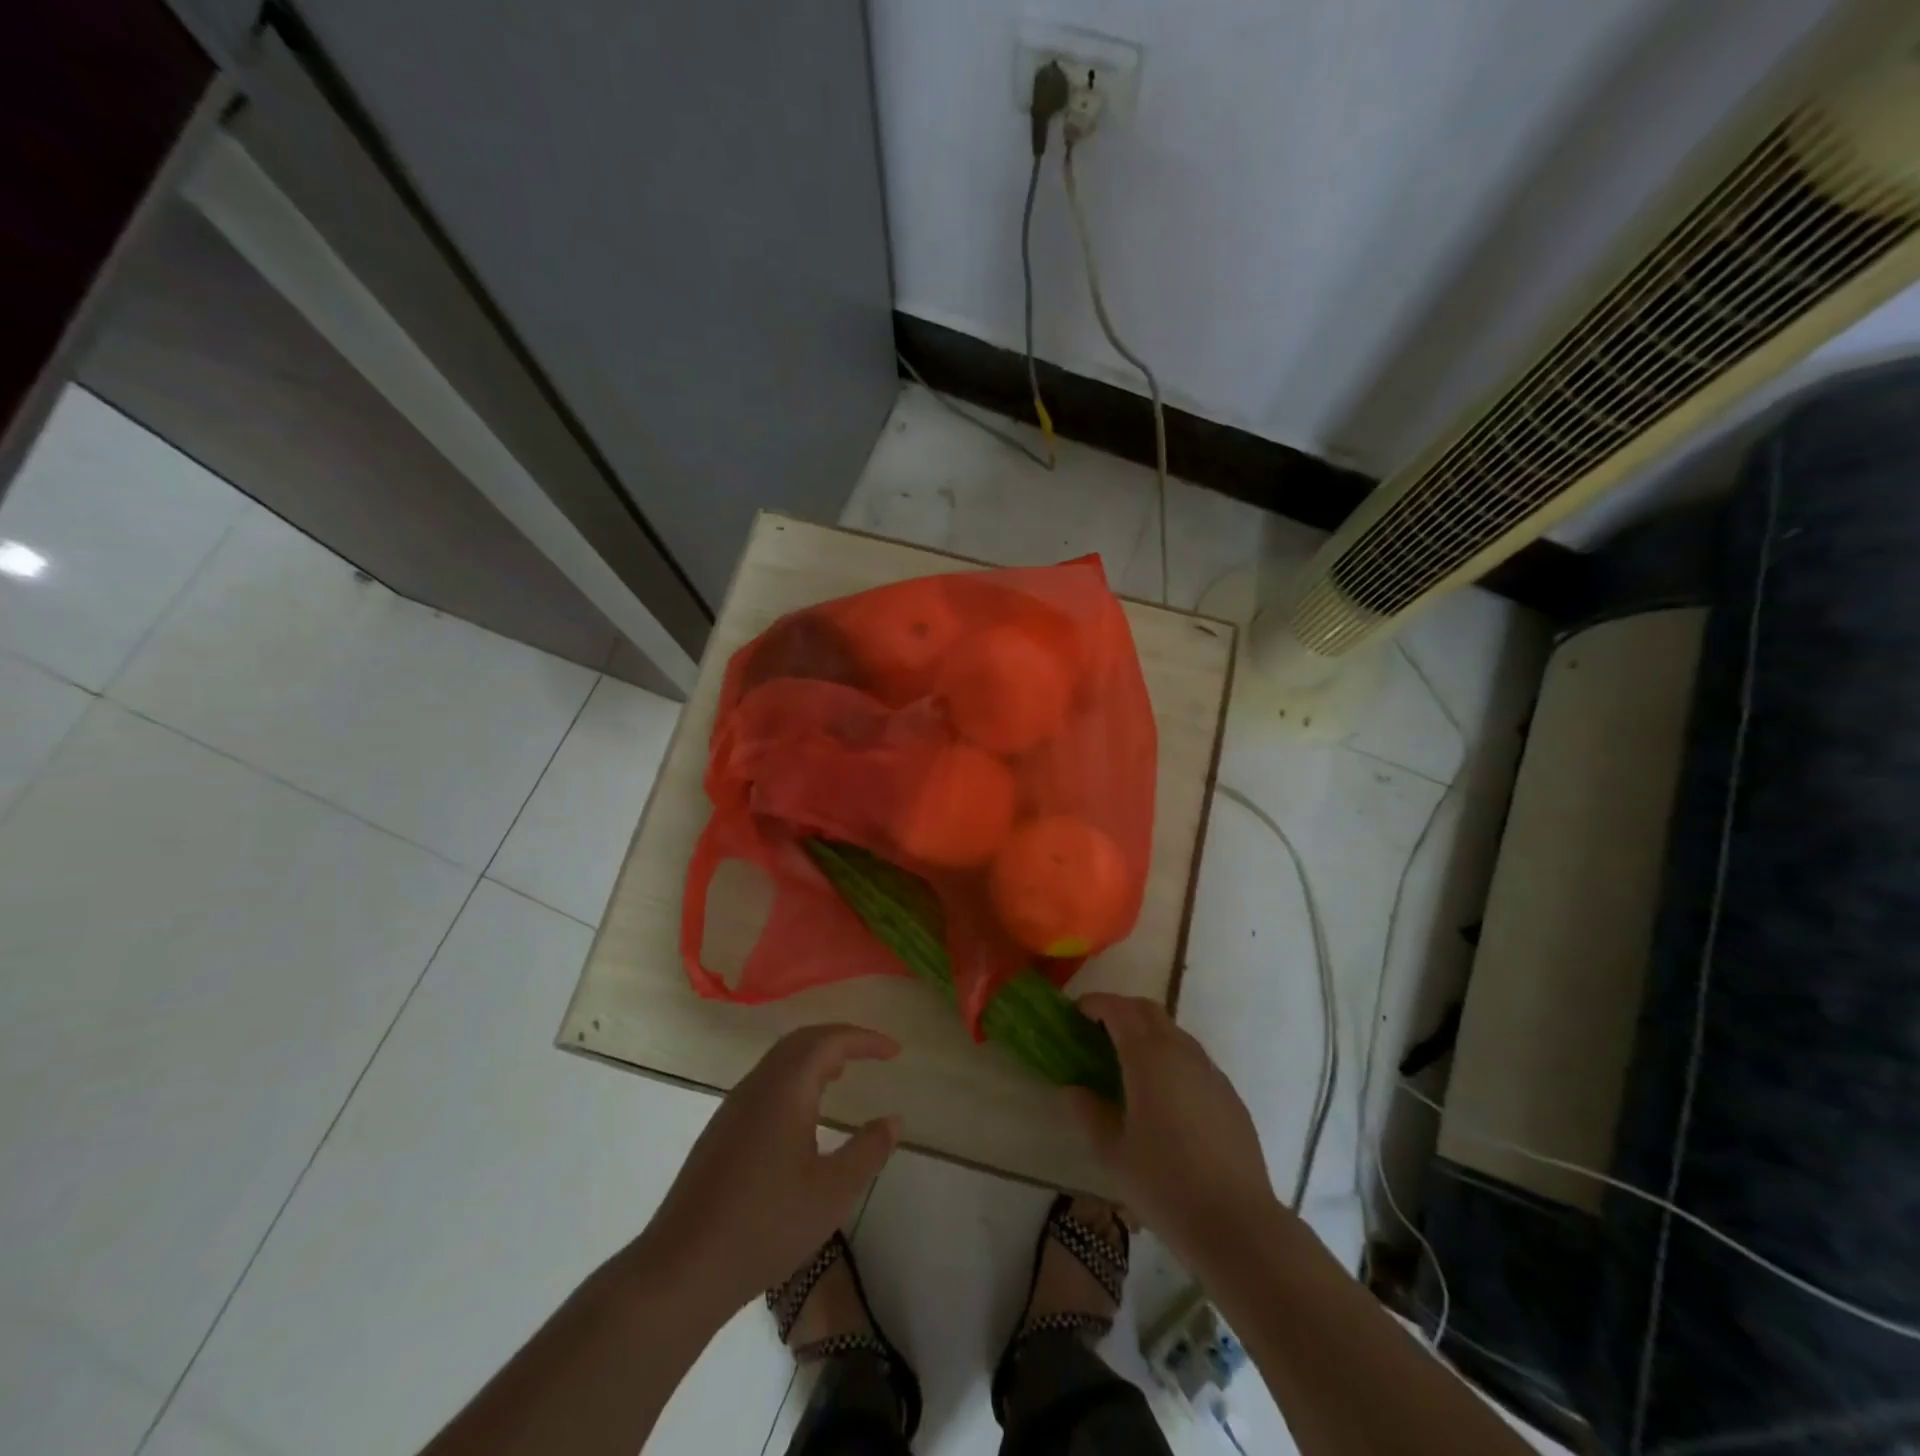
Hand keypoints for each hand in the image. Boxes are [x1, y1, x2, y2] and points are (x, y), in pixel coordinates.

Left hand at [635, 1025, 901, 1318]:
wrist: (683, 1268)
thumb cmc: (766, 1225)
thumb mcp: (833, 1192)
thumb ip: (868, 1150)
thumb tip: (893, 1120)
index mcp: (786, 1088)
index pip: (830, 1041)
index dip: (864, 1040)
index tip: (894, 1051)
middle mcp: (757, 1085)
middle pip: (802, 1040)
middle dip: (839, 1039)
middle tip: (870, 1053)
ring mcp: (733, 1107)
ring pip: (780, 1061)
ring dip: (814, 1057)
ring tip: (841, 1074)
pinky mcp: (720, 1132)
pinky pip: (765, 1082)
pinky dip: (794, 1078)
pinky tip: (803, 1112)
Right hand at [1064, 994, 1281, 1265]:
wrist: (1237, 1223)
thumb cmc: (1165, 1185)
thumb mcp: (1112, 1151)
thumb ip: (1087, 1111)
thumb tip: (1074, 1088)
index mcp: (1148, 1057)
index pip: (1118, 1009)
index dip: (1094, 1004)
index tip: (1075, 1015)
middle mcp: (1181, 1051)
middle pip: (1147, 1010)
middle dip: (1119, 1010)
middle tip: (1096, 1032)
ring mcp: (1210, 1070)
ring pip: (1173, 1031)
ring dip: (1146, 1032)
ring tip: (1126, 1063)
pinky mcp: (1228, 1092)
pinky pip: (1192, 1057)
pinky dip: (1169, 1056)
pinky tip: (1162, 1094)